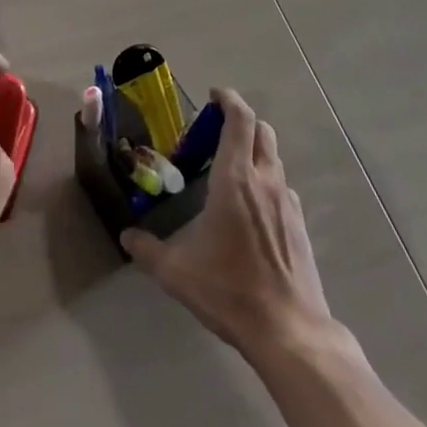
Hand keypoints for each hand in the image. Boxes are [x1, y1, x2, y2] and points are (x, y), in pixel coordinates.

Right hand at [121, 88, 333, 356]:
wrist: (289, 331)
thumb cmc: (229, 290)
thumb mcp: (177, 272)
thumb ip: (148, 249)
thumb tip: (126, 236)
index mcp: (235, 178)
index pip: (240, 119)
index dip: (228, 99)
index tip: (213, 96)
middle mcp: (265, 180)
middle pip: (261, 130)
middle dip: (240, 121)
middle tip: (216, 132)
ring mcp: (287, 202)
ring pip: (273, 157)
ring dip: (254, 151)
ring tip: (231, 171)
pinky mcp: (300, 224)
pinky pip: (282, 187)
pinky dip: (266, 182)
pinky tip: (251, 210)